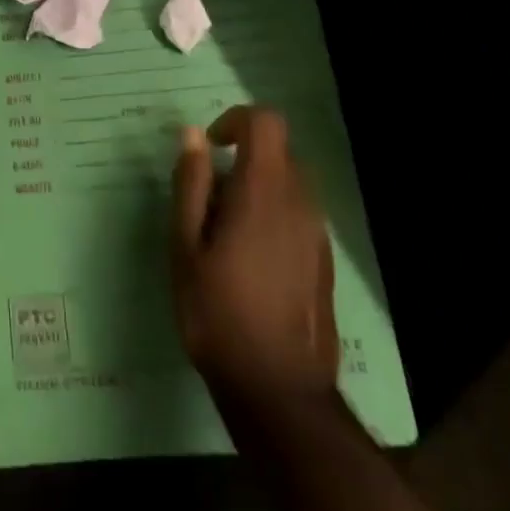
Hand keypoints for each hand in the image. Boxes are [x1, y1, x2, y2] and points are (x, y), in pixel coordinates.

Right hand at [170, 106, 337, 404]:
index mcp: (264, 191)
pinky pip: (298, 215)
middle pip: (278, 151)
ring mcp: (317, 234)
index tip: (210, 147)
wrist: (278, 390)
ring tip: (224, 233)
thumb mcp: (185, 245)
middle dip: (242, 159)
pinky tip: (249, 261)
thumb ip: (191, 184)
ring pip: (289, 184)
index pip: (266, 122)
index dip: (236, 120)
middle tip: (208, 198)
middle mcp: (300, 202)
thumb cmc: (218, 312)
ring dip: (256, 189)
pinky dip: (273, 216)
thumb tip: (192, 135)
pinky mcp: (323, 261)